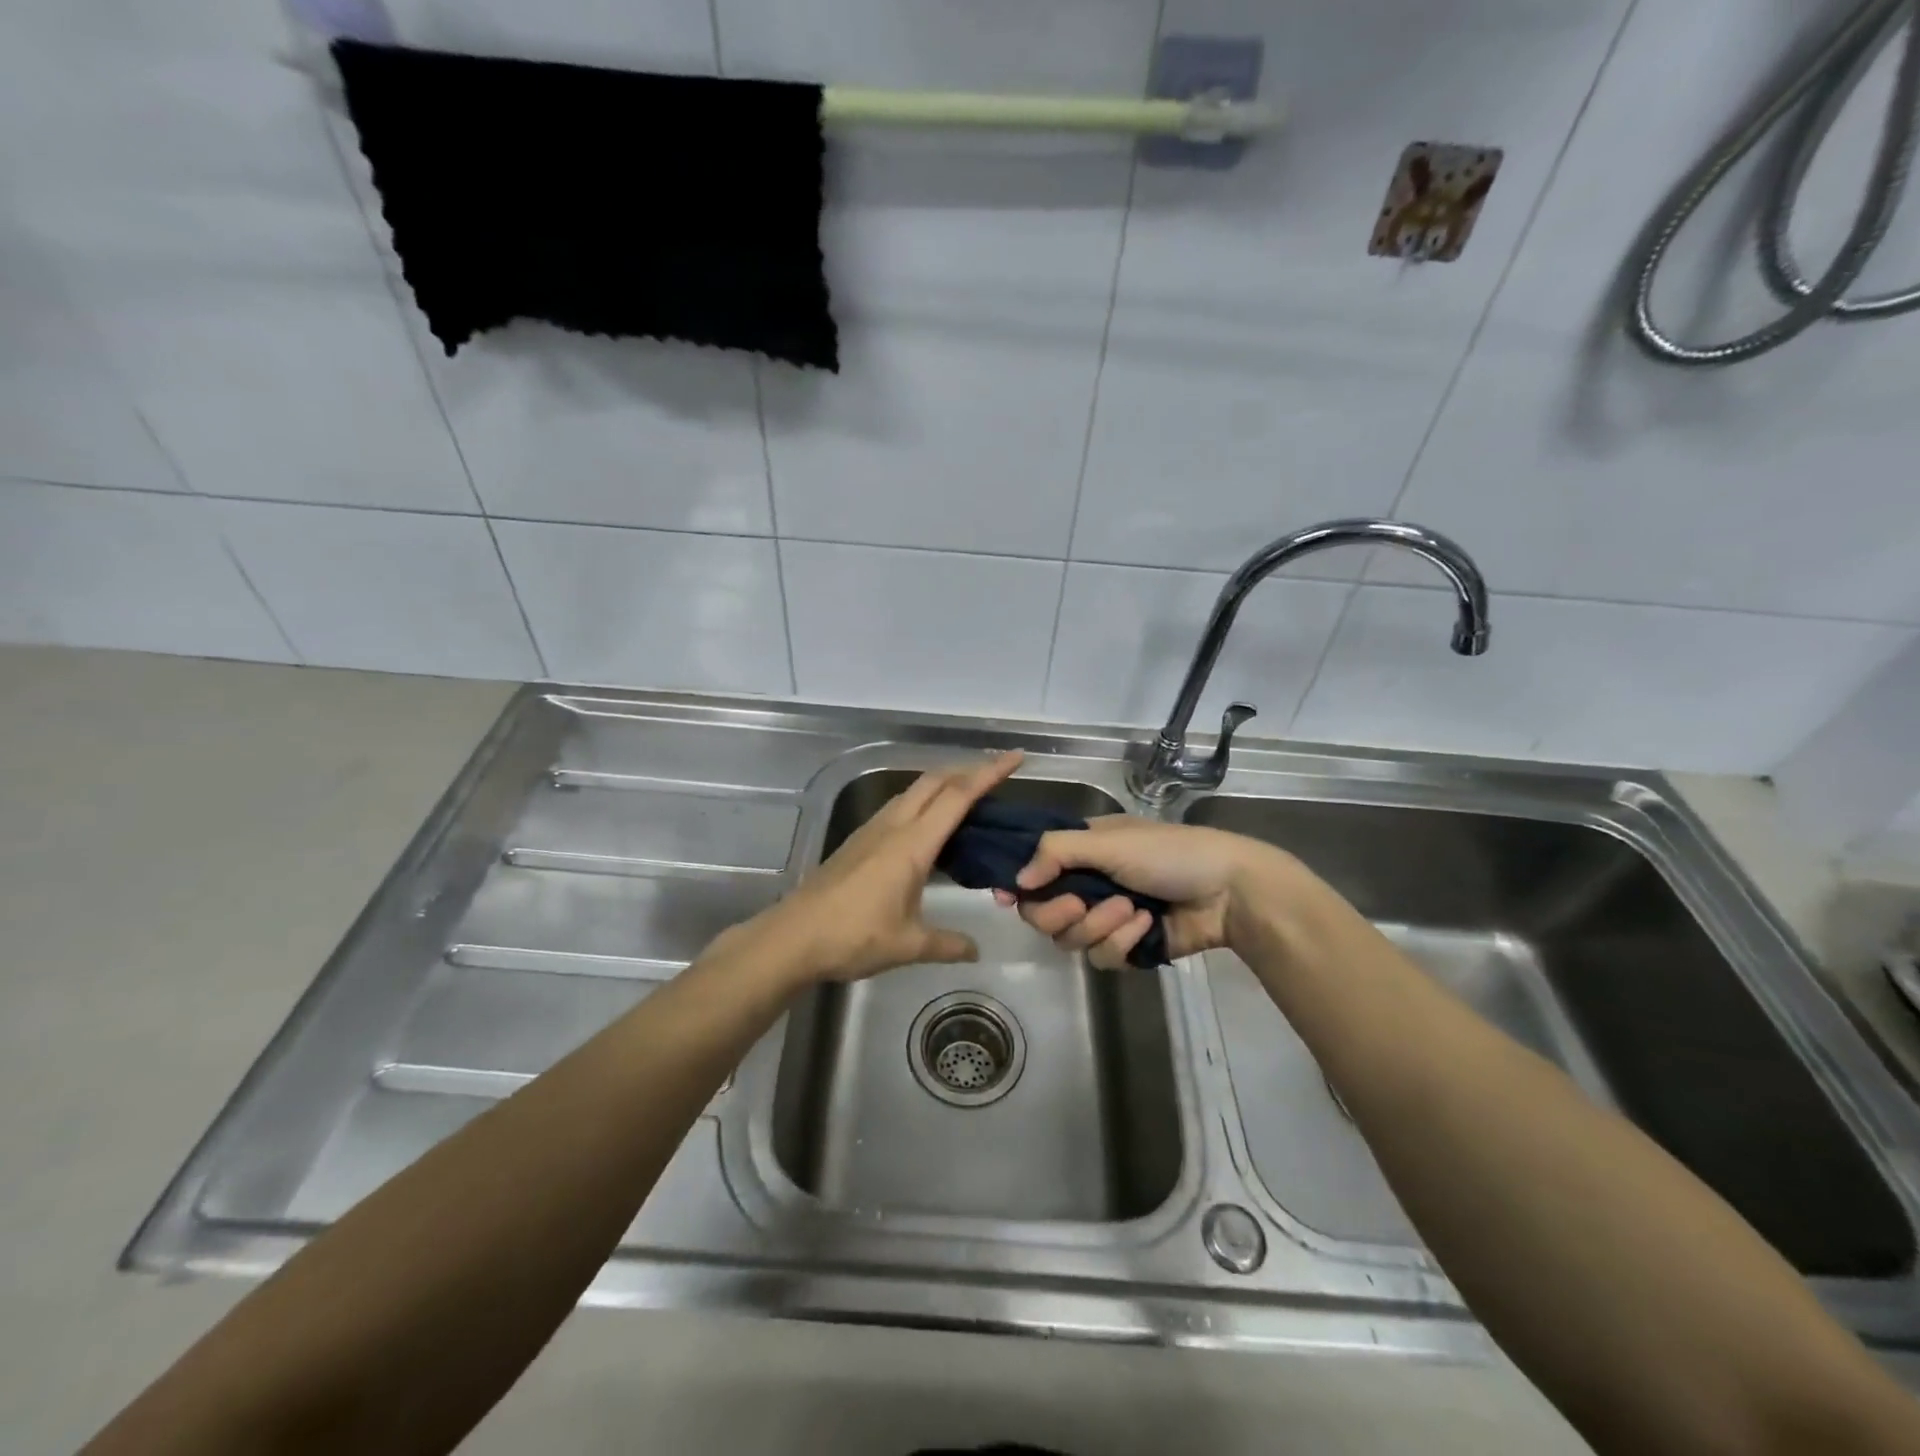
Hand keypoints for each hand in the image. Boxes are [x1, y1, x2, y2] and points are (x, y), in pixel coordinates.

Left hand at [732, 750, 1024, 986]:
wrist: (793, 937)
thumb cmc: (853, 937)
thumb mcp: (908, 945)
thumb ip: (947, 944)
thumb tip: (976, 950)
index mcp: (912, 843)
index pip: (958, 796)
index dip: (989, 773)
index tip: (1016, 758)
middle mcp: (893, 826)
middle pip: (935, 782)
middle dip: (968, 770)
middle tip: (998, 775)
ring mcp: (872, 830)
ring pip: (914, 791)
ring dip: (943, 784)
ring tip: (968, 796)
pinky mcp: (858, 841)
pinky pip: (899, 807)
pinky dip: (923, 802)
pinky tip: (928, 826)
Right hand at [994, 817, 1299, 969]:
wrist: (1229, 892)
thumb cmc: (1169, 853)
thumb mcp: (1109, 841)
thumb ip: (1056, 853)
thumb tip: (1016, 882)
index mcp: (1081, 851)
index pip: (1033, 872)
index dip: (1020, 887)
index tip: (1009, 899)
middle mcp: (1087, 884)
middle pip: (1043, 914)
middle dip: (1060, 912)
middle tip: (1081, 904)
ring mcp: (1106, 918)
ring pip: (1071, 940)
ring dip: (1100, 926)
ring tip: (1132, 910)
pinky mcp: (1127, 947)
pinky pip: (1103, 957)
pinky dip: (1124, 942)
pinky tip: (1148, 926)